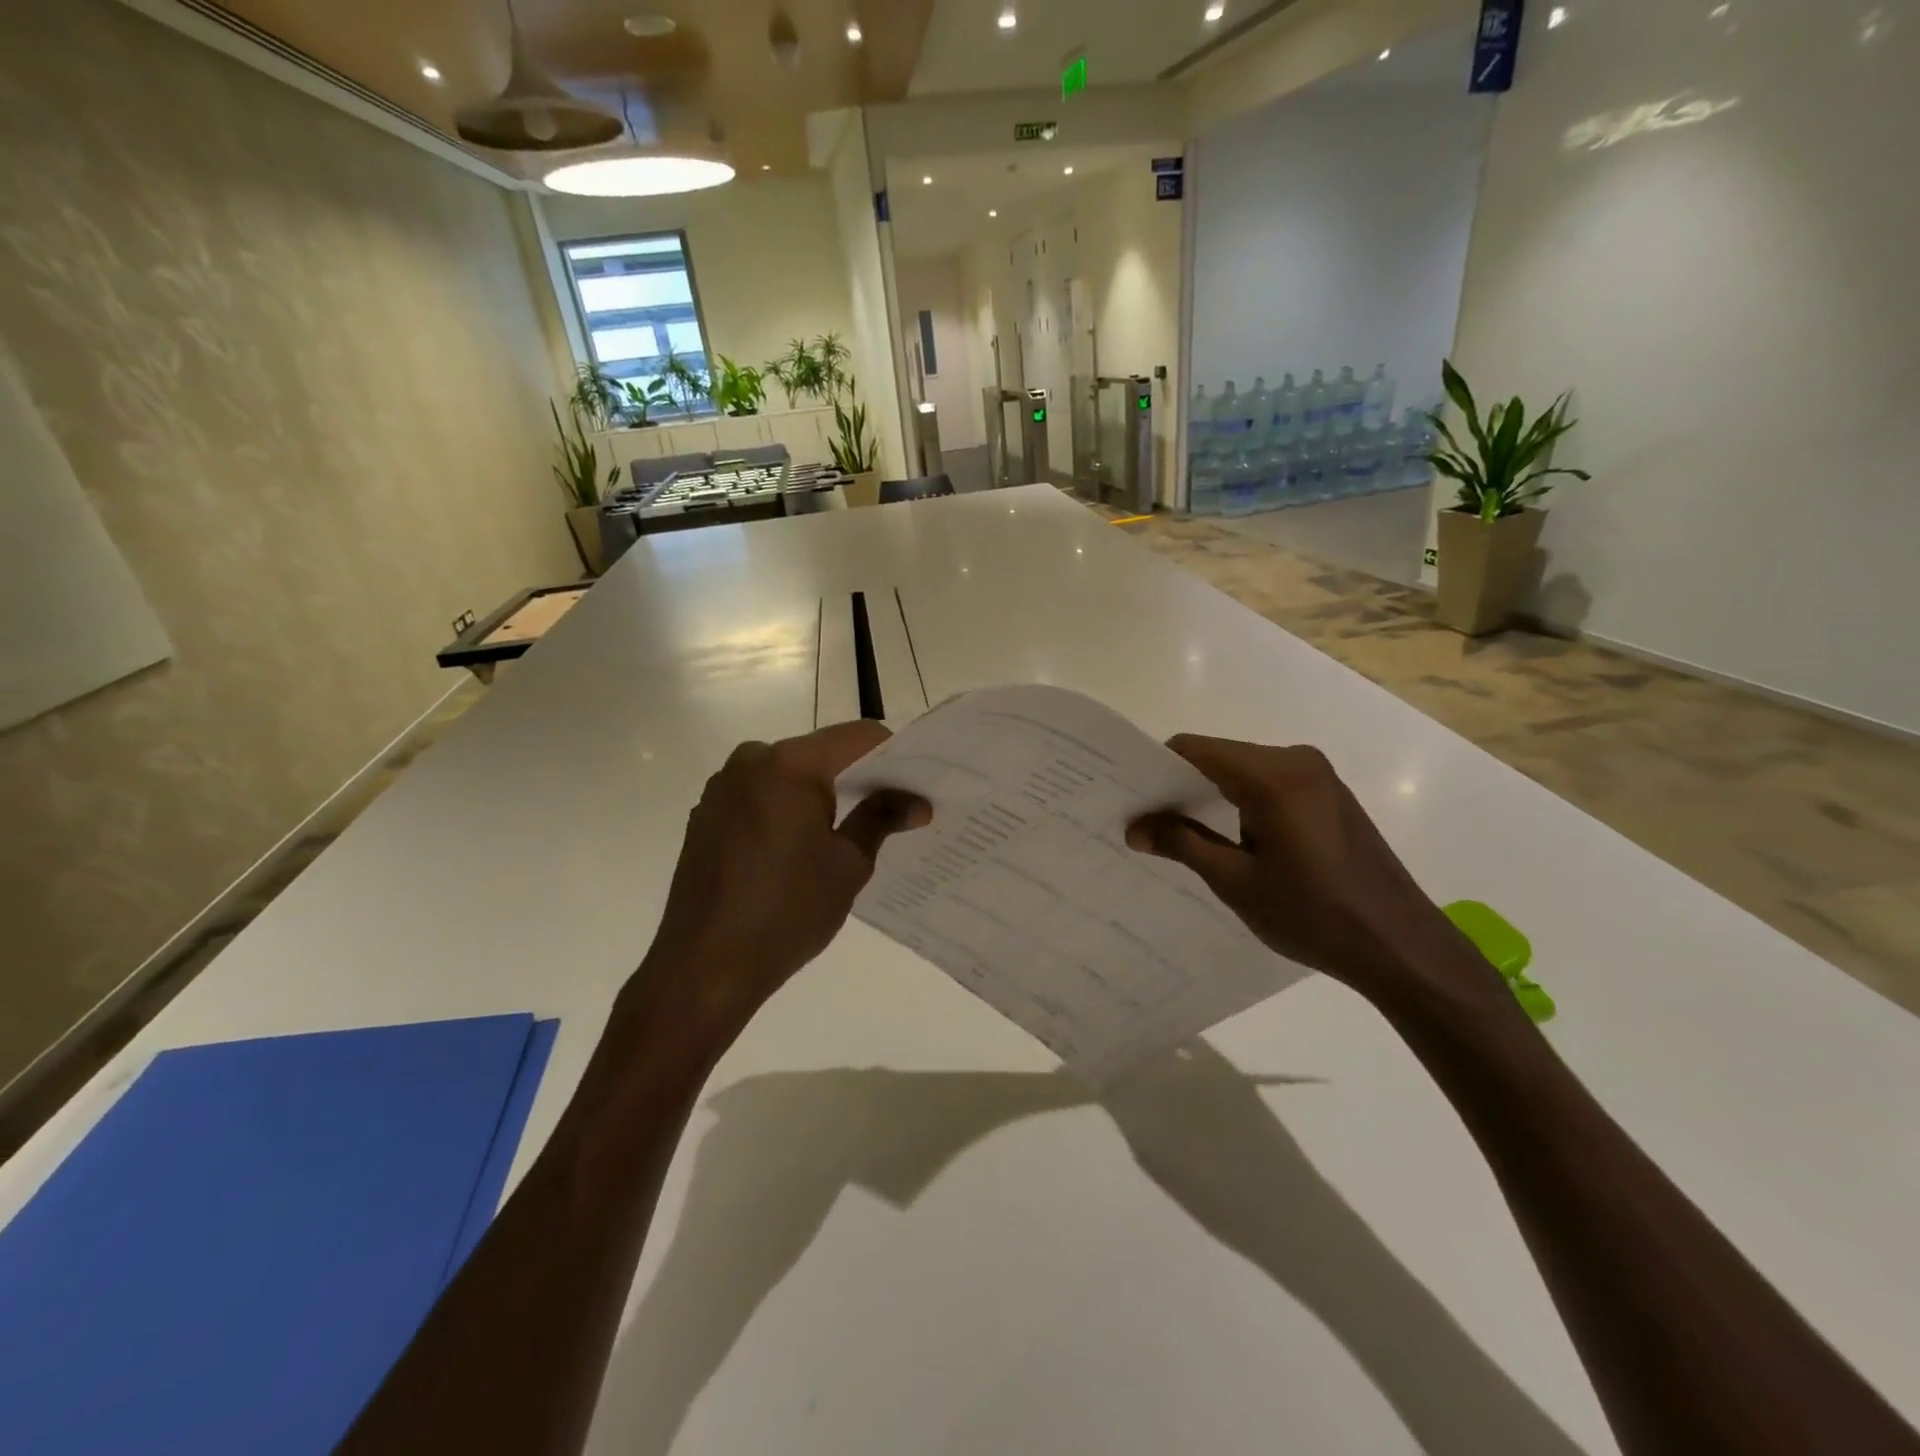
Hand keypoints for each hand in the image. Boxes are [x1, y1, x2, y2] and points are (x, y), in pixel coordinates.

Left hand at [639, 721, 929, 1043]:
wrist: (705, 967)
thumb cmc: (787, 913)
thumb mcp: (848, 865)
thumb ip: (881, 819)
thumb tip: (916, 802)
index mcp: (790, 765)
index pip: (858, 737)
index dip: (893, 754)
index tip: (915, 783)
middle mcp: (750, 761)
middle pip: (820, 752)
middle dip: (857, 776)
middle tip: (890, 809)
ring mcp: (722, 786)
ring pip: (788, 774)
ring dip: (819, 793)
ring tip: (844, 833)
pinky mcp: (705, 814)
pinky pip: (760, 795)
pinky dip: (786, 808)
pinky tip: (797, 849)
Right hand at [1128, 736, 1502, 1014]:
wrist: (1402, 947)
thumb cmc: (1313, 914)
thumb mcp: (1236, 881)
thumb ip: (1182, 843)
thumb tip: (1135, 826)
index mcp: (1272, 774)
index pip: (1194, 749)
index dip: (1156, 769)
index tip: (1129, 797)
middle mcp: (1296, 760)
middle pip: (1219, 757)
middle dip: (1181, 785)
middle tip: (1147, 822)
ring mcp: (1318, 776)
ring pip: (1243, 771)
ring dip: (1211, 796)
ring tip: (1180, 835)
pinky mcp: (1329, 796)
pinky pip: (1269, 784)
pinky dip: (1241, 803)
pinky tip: (1229, 840)